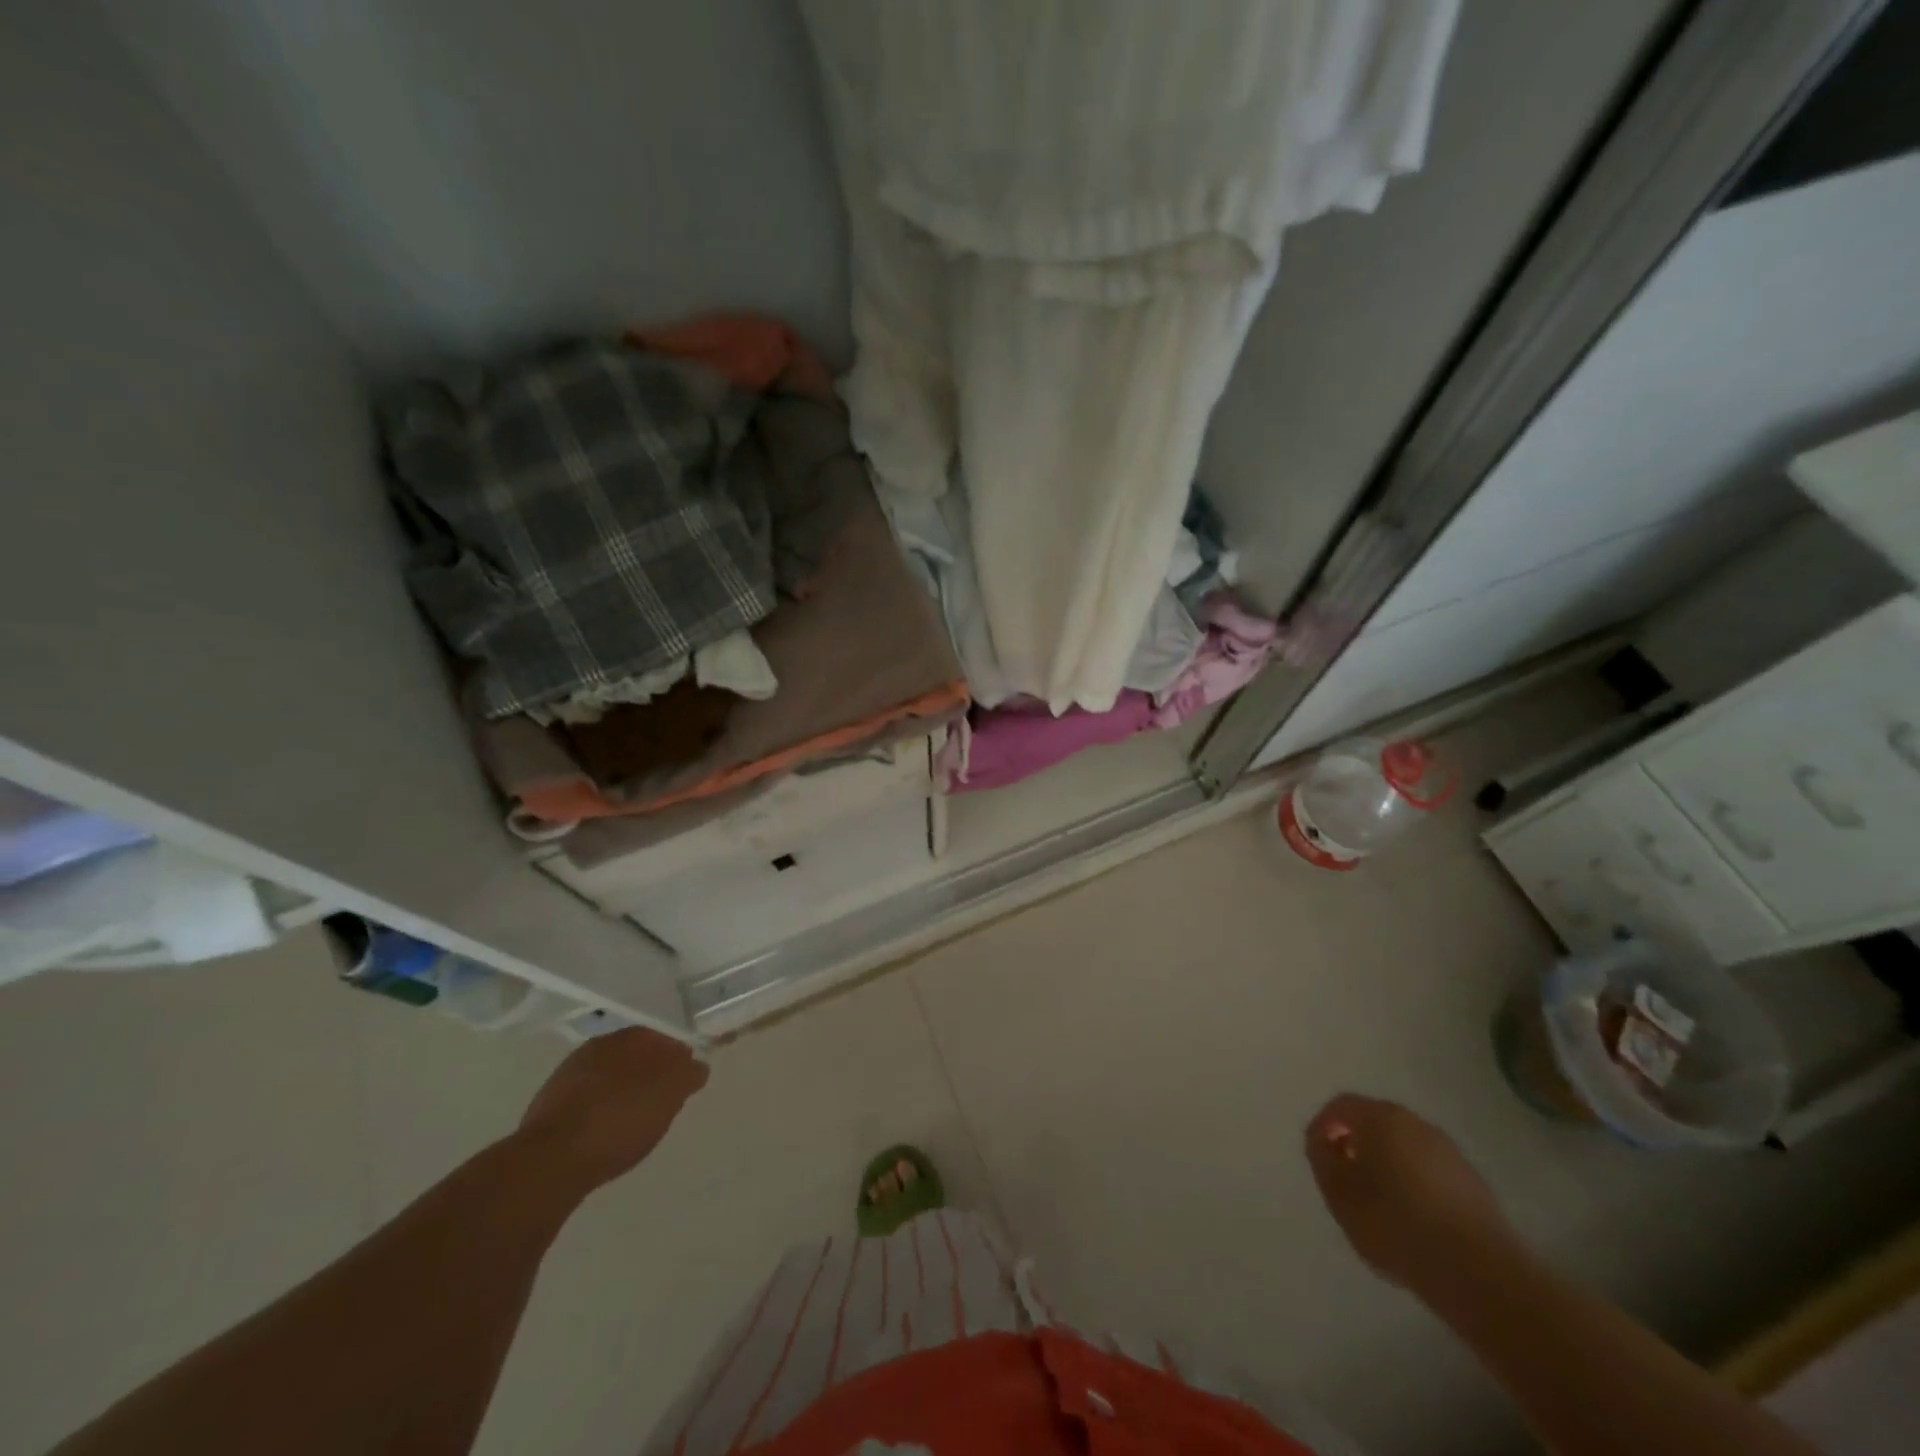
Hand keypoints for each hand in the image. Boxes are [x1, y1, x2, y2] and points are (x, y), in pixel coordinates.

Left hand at [517, 1028, 708, 1192]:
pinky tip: (605, 1132)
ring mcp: (567, 1077)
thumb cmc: (620, 1119)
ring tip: (635, 1120)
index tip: (685, 1078)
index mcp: (628, 1037)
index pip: (661, 1037)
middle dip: (649, 1072)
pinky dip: (600, 1110)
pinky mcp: (548, 1108)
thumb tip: (695, 1065)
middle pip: (633, 1056)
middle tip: (663, 1099)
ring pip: (607, 1078)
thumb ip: (688, 1074)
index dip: (676, 1056)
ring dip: (622, 1091)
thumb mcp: (670, 1094)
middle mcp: (596, 1047)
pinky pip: (586, 1101)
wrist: (550, 1161)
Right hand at [1304, 1093, 1518, 1292]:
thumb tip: (1323, 1142)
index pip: (1340, 1106)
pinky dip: (1413, 1180)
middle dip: (1355, 1143)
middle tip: (1344, 1176)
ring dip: (1385, 1162)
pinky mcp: (1472, 1180)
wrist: (1480, 1273)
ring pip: (1403, 1144)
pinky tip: (1413, 1215)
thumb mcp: (1339, 1195)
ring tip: (1378, 1200)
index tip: (1318, 1156)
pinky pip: (1428, 1167)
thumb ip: (1322, 1159)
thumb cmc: (1397, 1226)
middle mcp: (1415, 1122)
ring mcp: (1448, 1150)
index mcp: (1380, 1118)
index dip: (1323, 1127)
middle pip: (1374, 1121)